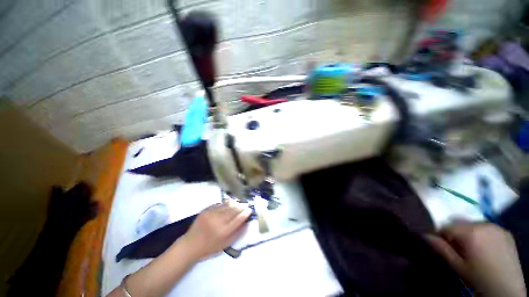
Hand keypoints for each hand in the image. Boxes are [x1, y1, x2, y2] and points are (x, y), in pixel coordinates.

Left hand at [182, 201, 250, 259]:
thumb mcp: (226, 244)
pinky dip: (226, 204)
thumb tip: (247, 223)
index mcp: (224, 231)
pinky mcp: (206, 210)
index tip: (250, 210)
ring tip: (239, 203)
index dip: (245, 213)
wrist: (191, 244)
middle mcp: (218, 221)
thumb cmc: (210, 247)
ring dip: (235, 203)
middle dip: (242, 206)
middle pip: (234, 210)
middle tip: (246, 204)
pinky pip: (219, 204)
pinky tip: (229, 204)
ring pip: (227, 205)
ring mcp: (211, 214)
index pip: (238, 219)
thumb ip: (237, 233)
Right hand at [426, 222, 525, 296]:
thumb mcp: (457, 266)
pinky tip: (485, 246)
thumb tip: (423, 234)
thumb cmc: (478, 278)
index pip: (446, 226)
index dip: (442, 236)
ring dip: (469, 233)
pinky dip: (482, 233)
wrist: (506, 288)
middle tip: (459, 249)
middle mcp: (483, 224)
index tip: (443, 246)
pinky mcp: (505, 231)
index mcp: (470, 232)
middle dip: (456, 233)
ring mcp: (497, 226)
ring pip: (473, 224)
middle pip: (460, 223)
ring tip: (473, 248)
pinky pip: (487, 227)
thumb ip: (440, 248)